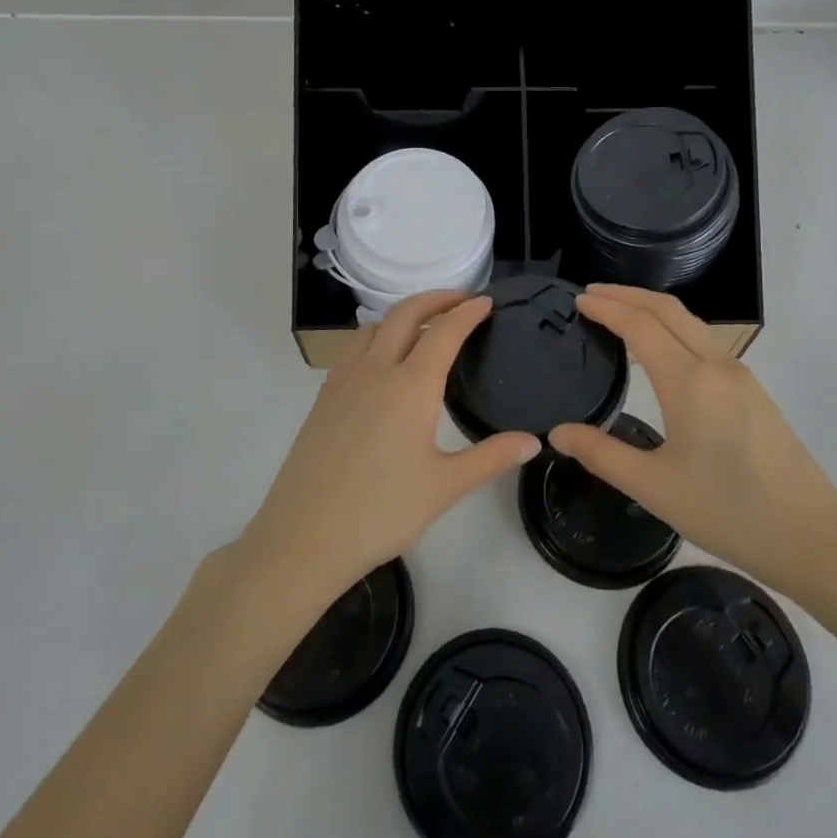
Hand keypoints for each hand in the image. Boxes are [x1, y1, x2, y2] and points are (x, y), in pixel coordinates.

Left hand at [238, 291, 538, 607]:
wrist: (303, 537)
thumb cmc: (381, 512)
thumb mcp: (445, 487)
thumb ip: (491, 458)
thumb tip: (533, 441)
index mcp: (411, 387)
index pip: (445, 332)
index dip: (467, 312)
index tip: (486, 302)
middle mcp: (376, 371)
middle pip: (405, 314)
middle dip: (435, 299)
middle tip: (460, 300)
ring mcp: (344, 382)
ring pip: (374, 327)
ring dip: (402, 315)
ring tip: (423, 328)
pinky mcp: (323, 398)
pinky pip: (353, 350)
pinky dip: (376, 337)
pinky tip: (382, 364)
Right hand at [549, 285, 836, 599]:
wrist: (814, 539)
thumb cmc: (728, 513)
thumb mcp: (654, 488)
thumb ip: (601, 454)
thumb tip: (557, 432)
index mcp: (689, 382)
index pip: (640, 324)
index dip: (607, 307)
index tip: (578, 300)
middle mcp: (717, 366)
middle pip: (667, 309)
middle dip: (627, 294)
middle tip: (591, 293)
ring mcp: (741, 376)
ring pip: (690, 323)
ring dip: (652, 309)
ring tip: (619, 314)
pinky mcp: (754, 393)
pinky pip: (705, 342)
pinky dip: (673, 328)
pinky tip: (660, 351)